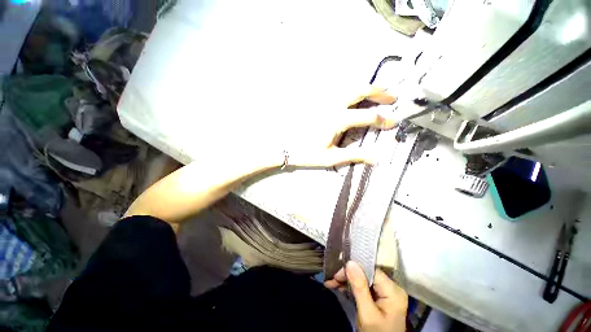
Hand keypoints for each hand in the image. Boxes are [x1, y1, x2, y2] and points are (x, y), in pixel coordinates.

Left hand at [278, 86, 397, 167]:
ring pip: (348, 86)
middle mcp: (333, 105)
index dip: (383, 119)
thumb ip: (354, 155)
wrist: (285, 145)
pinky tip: (352, 96)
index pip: (368, 116)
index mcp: (338, 120)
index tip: (392, 122)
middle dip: (379, 92)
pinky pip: (336, 90)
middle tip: (390, 97)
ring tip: (375, 93)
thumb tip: (375, 158)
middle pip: (360, 90)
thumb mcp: (331, 157)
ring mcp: (323, 101)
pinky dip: (349, 90)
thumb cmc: (307, 153)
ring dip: (365, 88)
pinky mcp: (317, 101)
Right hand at [324, 261, 407, 331]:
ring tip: (331, 283)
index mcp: (393, 291)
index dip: (353, 270)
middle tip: (331, 280)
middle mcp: (391, 288)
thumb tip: (350, 262)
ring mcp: (386, 292)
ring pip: (362, 279)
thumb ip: (360, 288)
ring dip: (347, 281)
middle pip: (366, 274)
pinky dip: (351, 287)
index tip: (336, 274)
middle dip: (347, 276)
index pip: (370, 271)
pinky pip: (363, 286)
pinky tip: (339, 287)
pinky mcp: (379, 297)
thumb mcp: (367, 314)